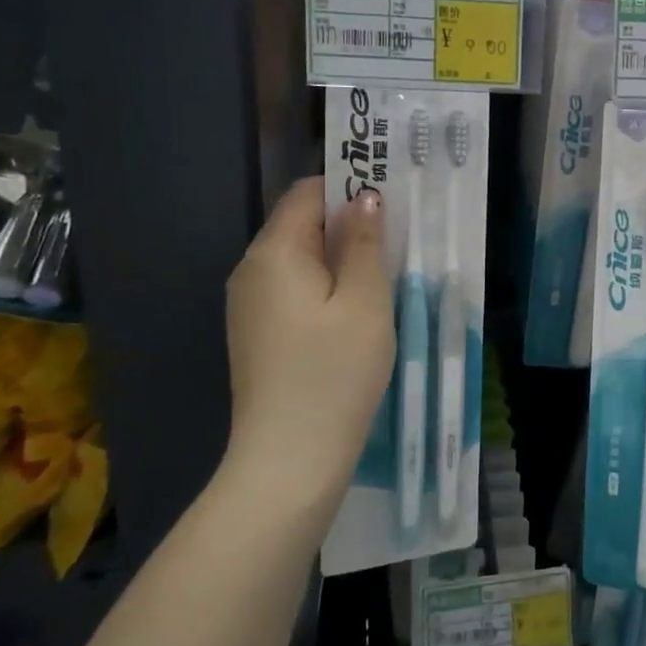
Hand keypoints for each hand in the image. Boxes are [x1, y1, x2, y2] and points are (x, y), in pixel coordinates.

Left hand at [224, 177, 392, 501]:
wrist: (288, 460)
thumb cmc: (335, 373)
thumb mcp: (366, 302)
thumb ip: (366, 243)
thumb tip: (364, 198)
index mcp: (274, 253)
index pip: (306, 193)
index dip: (347, 185)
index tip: (391, 198)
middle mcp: (250, 270)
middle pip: (300, 224)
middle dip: (347, 222)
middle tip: (398, 237)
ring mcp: (247, 305)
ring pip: (298, 258)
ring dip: (339, 256)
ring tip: (384, 272)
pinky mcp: (255, 333)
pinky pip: (291, 288)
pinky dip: (324, 284)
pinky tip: (355, 309)